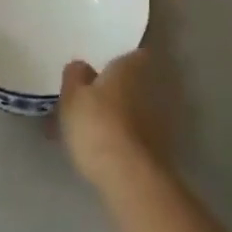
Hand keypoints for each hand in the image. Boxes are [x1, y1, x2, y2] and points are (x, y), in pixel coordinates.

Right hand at [59, 48, 166, 190]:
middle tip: (89, 103)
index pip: (133, 55)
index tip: (103, 71)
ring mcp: (158, 119)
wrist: (129, 176)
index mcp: (129, 68)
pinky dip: (122, 139)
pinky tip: (102, 152)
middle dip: (115, 91)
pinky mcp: (160, 149)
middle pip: (132, 84)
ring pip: (133, 111)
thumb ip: (74, 76)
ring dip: (118, 117)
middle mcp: (149, 87)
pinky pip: (135, 136)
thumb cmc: (96, 125)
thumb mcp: (72, 97)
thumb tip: (82, 67)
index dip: (119, 62)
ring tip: (90, 133)